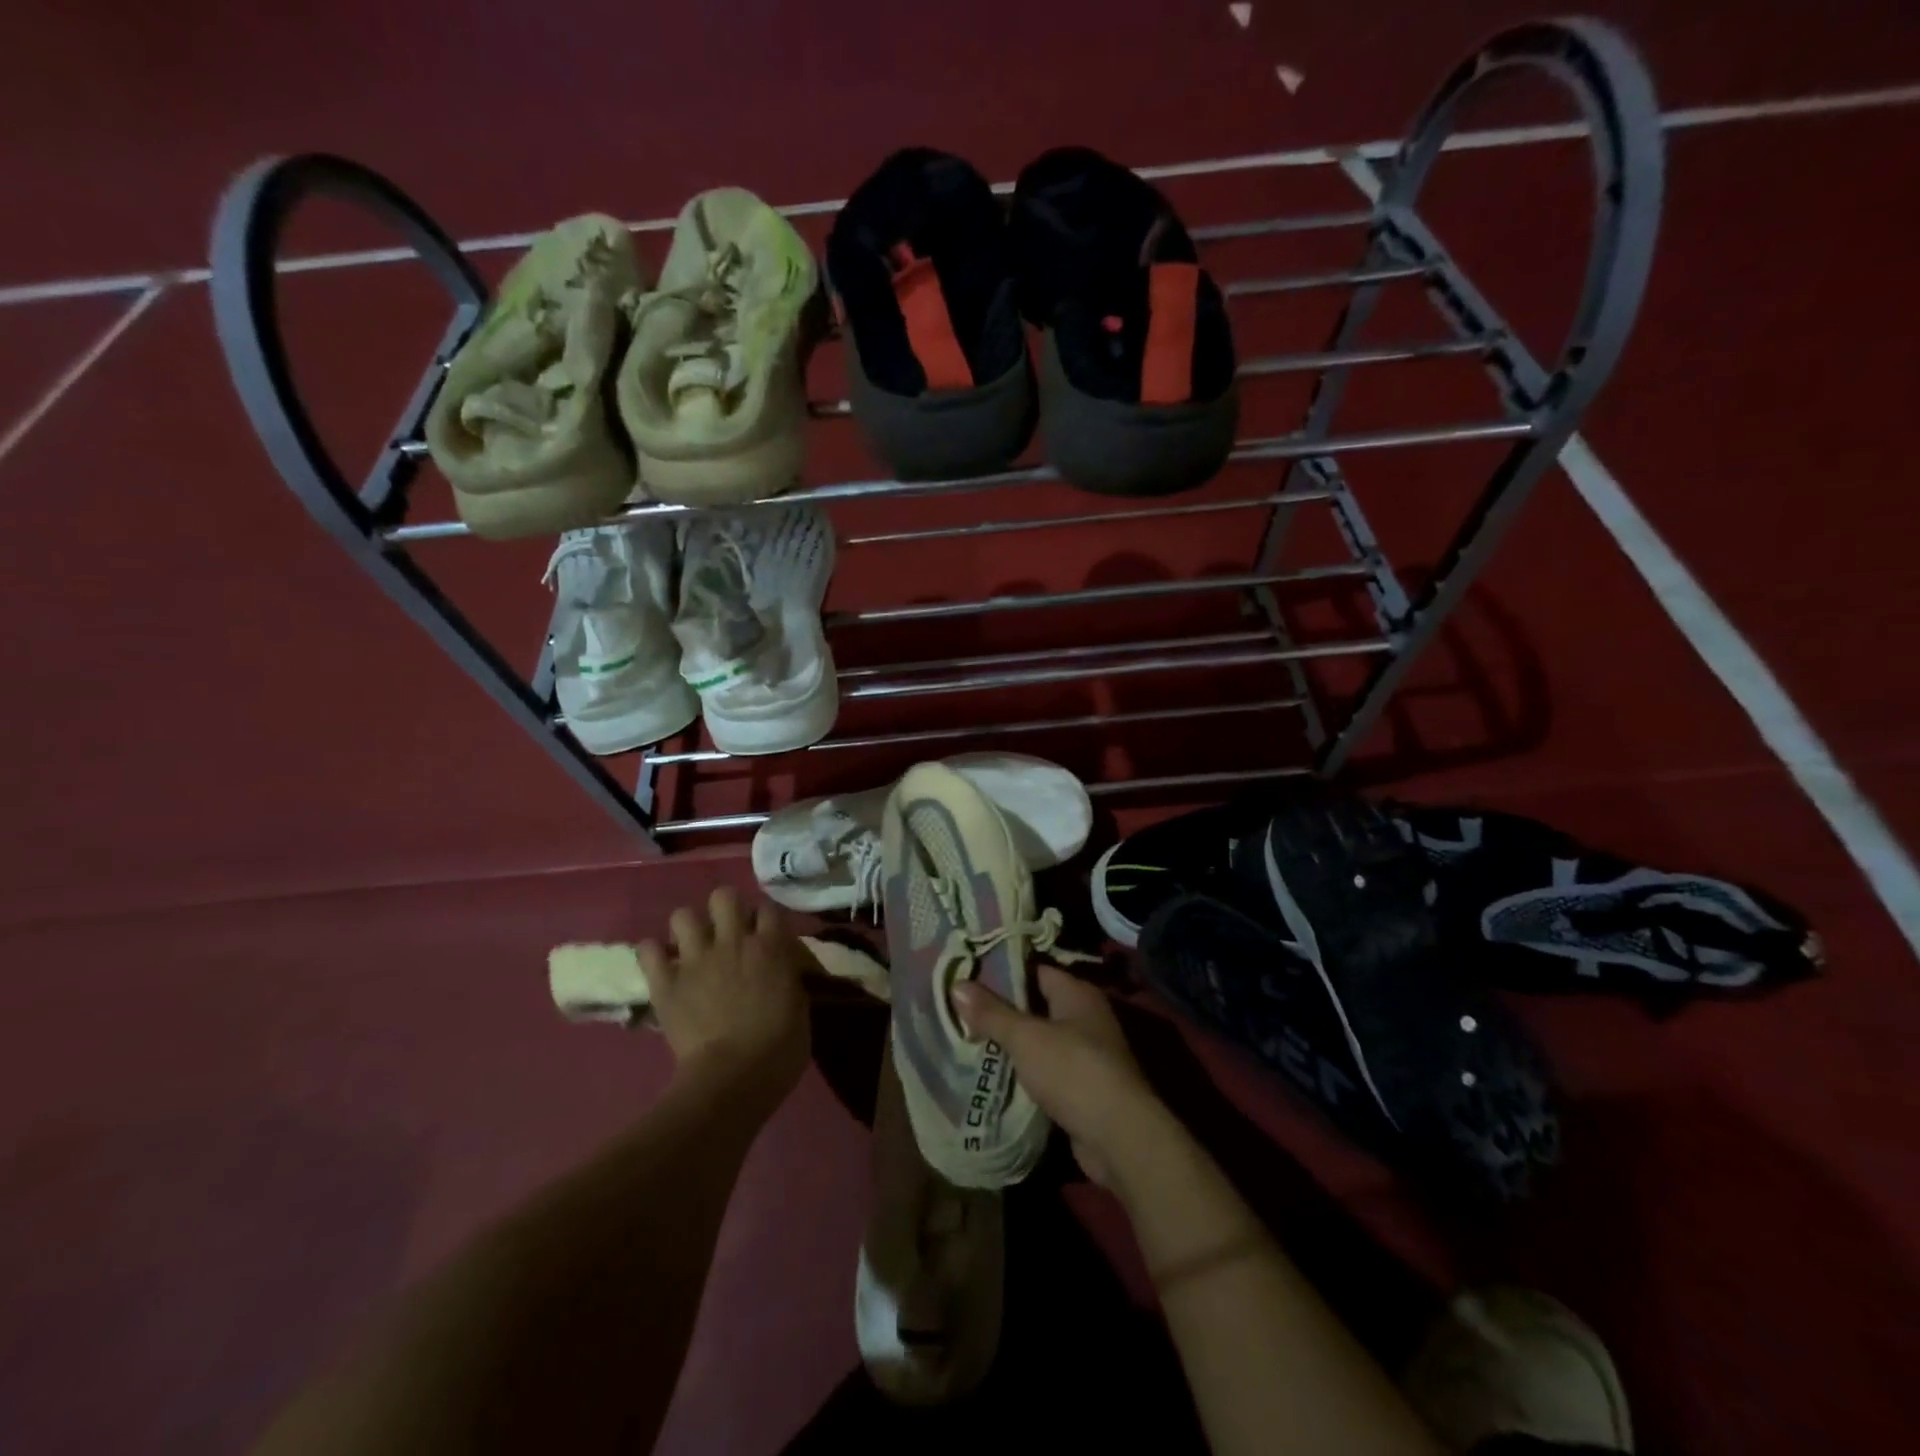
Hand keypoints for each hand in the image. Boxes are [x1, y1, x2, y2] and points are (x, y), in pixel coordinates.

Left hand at [637, 888, 810, 1103]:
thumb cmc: (779, 1050)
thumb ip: (788, 979)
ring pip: (682, 915)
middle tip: (726, 932)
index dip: (763, 918)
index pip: (767, 908)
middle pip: (723, 896)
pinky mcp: (666, 983)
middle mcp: (733, 942)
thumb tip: (782, 972)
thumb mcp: (800, 1008)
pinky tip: (661, 965)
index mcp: (770, 947)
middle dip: (724, 909)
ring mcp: (696, 960)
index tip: (763, 933)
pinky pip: (648, 951)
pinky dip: (653, 955)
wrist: (733, 1079)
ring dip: (687, 928)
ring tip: (691, 946)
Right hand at [952, 965, 1164, 1189]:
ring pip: (1040, 1039)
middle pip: (1036, 1004)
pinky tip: (993, 1074)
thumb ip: (992, 1013)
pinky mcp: (1082, 1087)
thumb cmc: (1073, 1071)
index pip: (1035, 969)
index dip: (1002, 971)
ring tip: (967, 1038)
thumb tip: (957, 984)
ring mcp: (1086, 1053)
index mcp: (1076, 993)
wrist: (1119, 1137)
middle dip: (1001, 1009)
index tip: (967, 973)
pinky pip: (1046, 1070)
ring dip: (1011, 1043)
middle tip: (960, 1007)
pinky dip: (1024, 1071)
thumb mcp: (1026, 1037)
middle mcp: (1085, 1016)